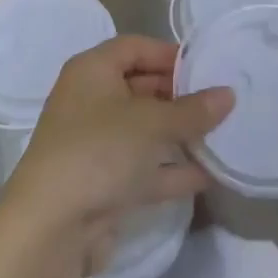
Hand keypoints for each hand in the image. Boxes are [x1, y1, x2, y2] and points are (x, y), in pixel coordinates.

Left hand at [0, 35, 232, 277]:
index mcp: (92, 71)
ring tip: (221, 135)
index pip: (135, 47)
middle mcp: (89, 102)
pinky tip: (207, 174)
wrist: (50, 229)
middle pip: (140, 87)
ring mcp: (94, 145)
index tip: (207, 68)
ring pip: (143, 131)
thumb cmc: (99, 151)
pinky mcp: (101, 184)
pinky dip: (169, 169)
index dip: (169, 54)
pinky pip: (142, 168)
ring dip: (178, 134)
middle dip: (179, 96)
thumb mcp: (153, 123)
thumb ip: (193, 110)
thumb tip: (228, 94)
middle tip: (219, 103)